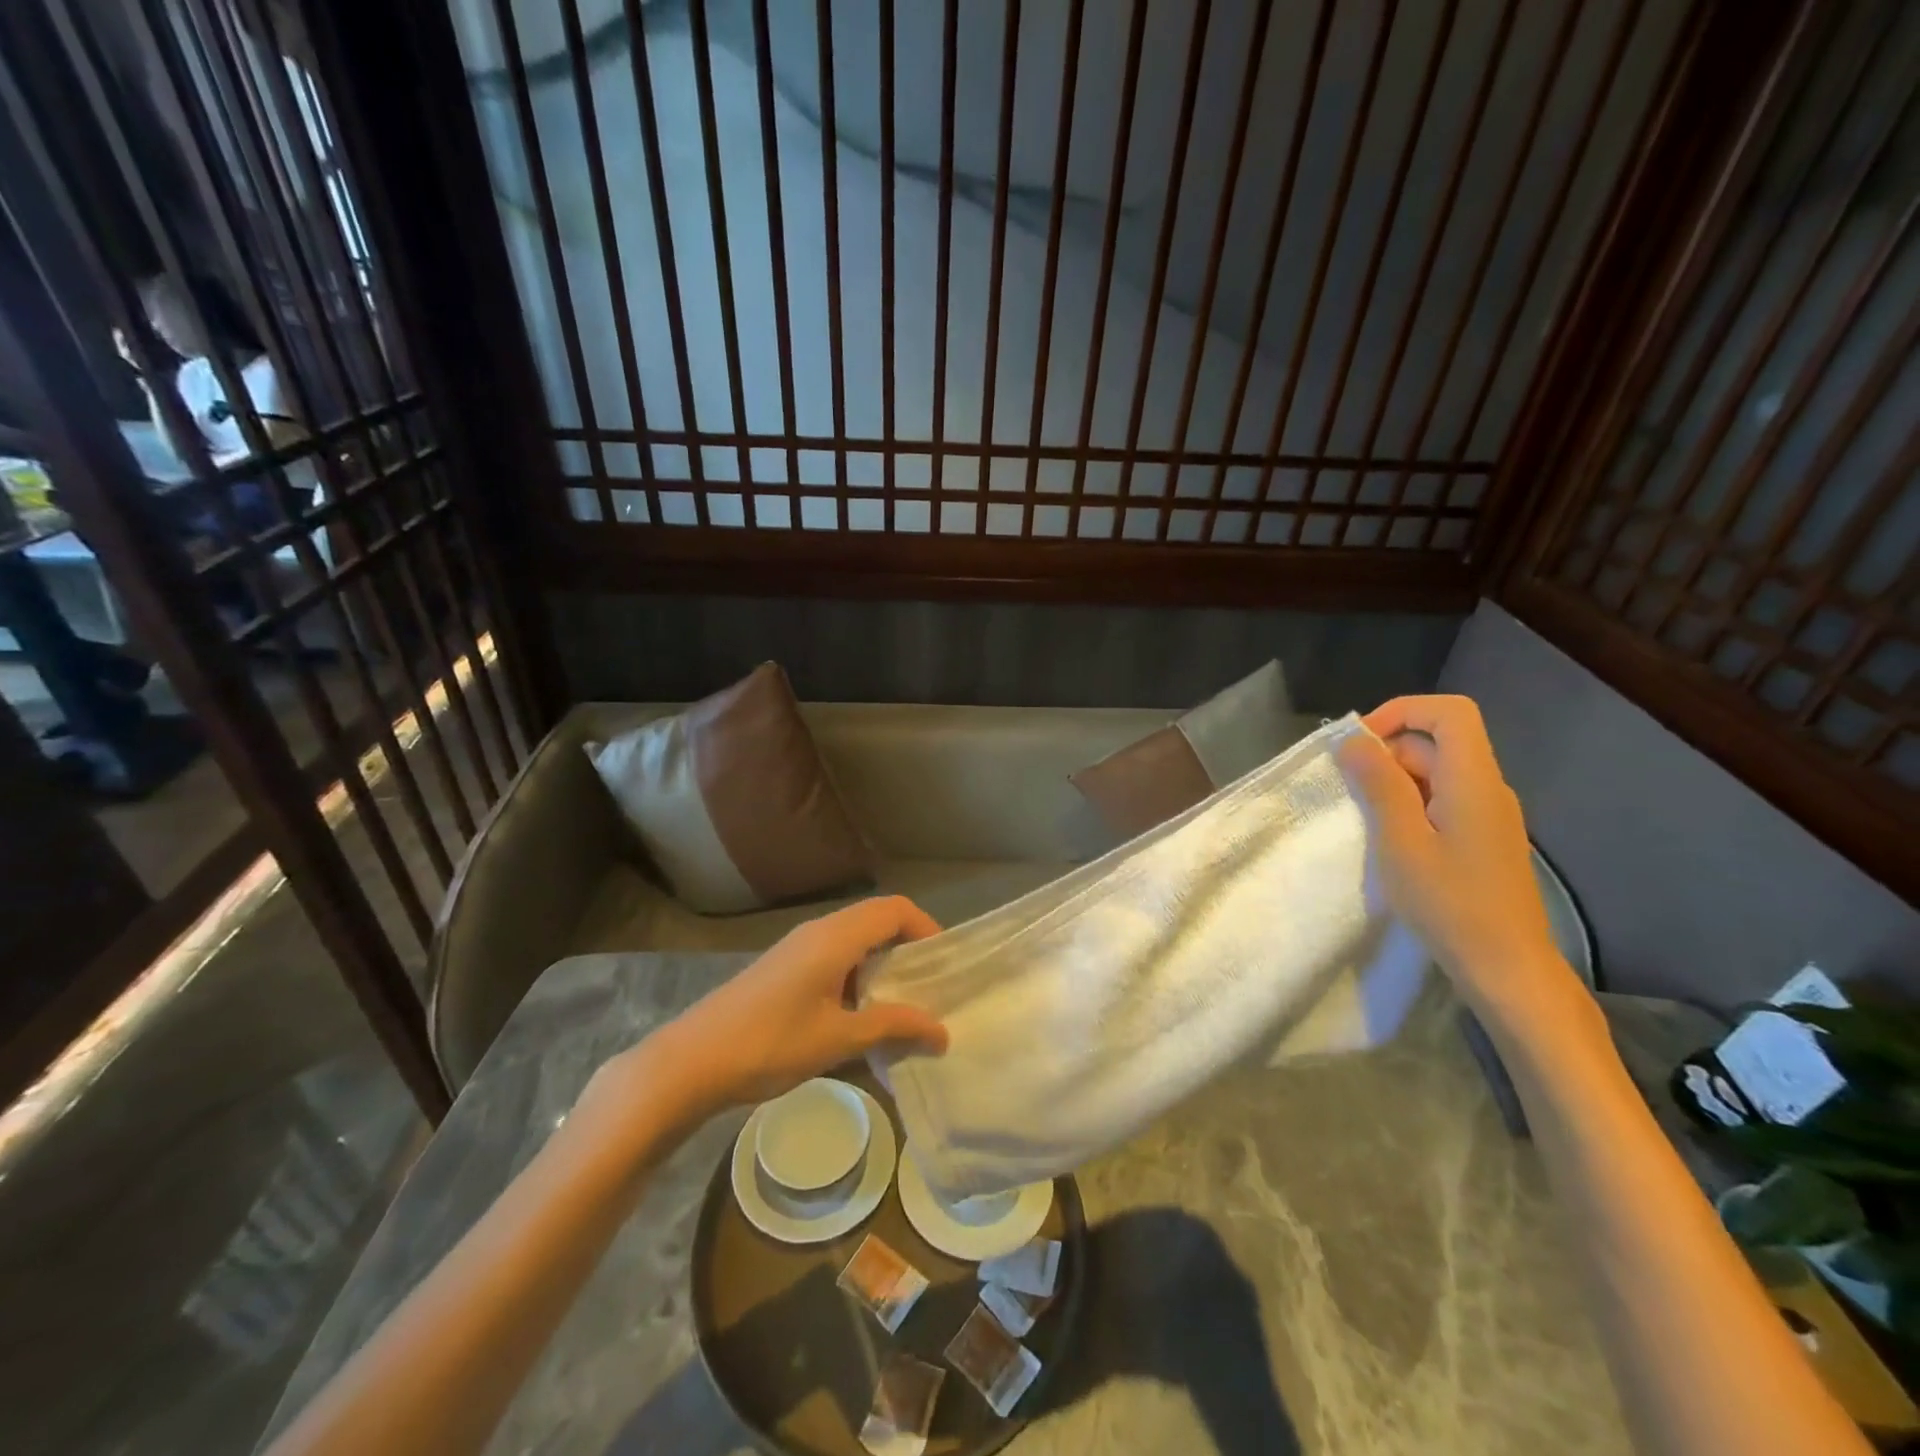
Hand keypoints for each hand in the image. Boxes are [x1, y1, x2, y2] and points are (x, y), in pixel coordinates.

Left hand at [627, 897, 948, 1124]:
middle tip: (931, 988)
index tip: (945, 966)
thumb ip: (892, 1026)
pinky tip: (861, 1016)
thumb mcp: (838, 1039)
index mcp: (835, 937)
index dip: (927, 928)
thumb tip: (942, 1030)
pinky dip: (859, 975)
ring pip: (856, 939)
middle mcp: (819, 931)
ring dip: (883, 964)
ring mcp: (798, 948)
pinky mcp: (785, 967)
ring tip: (903, 1006)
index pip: (895, 908)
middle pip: (877, 919)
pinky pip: (835, 956)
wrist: (690, 1062)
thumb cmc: (769, 1044)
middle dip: (909, 948)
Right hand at [1336, 696, 1593, 1042]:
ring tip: (1362, 818)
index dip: (1401, 712)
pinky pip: (1441, 801)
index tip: (1359, 744)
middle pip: (1436, 742)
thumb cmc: (1451, 904)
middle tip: (1348, 790)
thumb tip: (1353, 740)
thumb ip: (1379, 785)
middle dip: (1386, 753)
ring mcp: (1487, 815)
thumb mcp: (1401, 842)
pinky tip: (1387, 839)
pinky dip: (1408, 806)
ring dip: (1393, 782)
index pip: (1449, 713)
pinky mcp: (1481, 839)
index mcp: (1473, 781)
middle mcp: (1487, 788)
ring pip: (1436, 773)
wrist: (1508, 970)